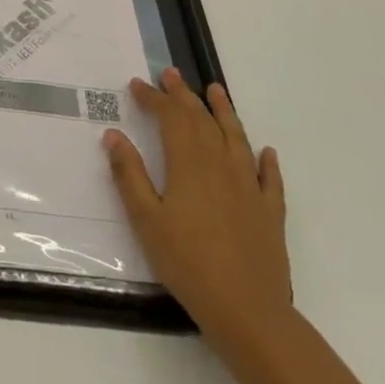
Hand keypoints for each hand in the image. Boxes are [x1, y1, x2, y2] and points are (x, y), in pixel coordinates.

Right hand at [104, 69, 291, 352]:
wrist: (247, 309)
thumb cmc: (187, 262)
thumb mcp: (145, 219)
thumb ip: (129, 174)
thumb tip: (114, 135)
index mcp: (189, 165)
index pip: (170, 119)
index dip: (154, 98)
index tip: (137, 85)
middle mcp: (221, 166)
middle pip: (202, 121)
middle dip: (184, 95)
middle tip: (171, 74)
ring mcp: (250, 188)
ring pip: (237, 138)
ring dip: (224, 112)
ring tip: (216, 90)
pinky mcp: (270, 212)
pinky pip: (270, 178)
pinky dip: (267, 161)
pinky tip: (266, 152)